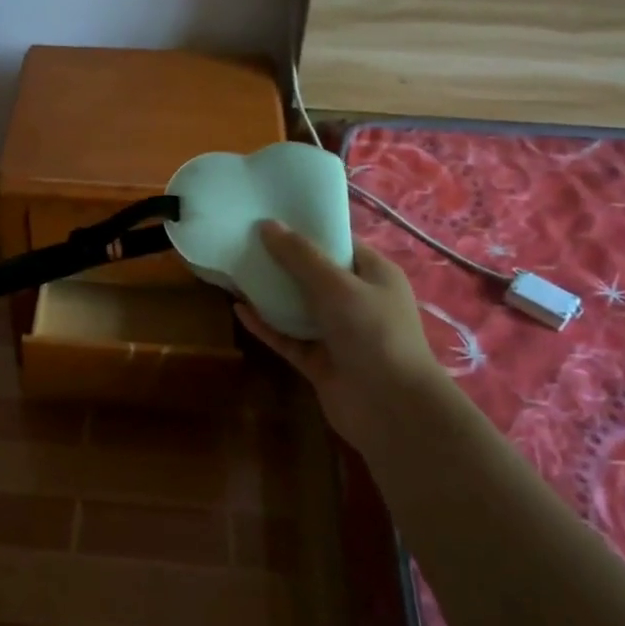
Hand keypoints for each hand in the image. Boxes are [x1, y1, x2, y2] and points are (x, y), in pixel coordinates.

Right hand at [234, 221, 451, 450]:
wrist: (391, 408)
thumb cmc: (373, 333)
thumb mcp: (337, 285)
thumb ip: (300, 256)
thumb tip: (267, 225)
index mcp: (373, 274)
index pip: (338, 243)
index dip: (306, 229)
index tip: (270, 217)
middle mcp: (356, 300)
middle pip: (313, 274)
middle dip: (281, 260)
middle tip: (243, 241)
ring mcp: (337, 333)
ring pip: (297, 306)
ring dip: (270, 293)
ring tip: (234, 271)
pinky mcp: (318, 361)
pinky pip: (287, 337)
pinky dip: (266, 325)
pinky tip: (239, 310)